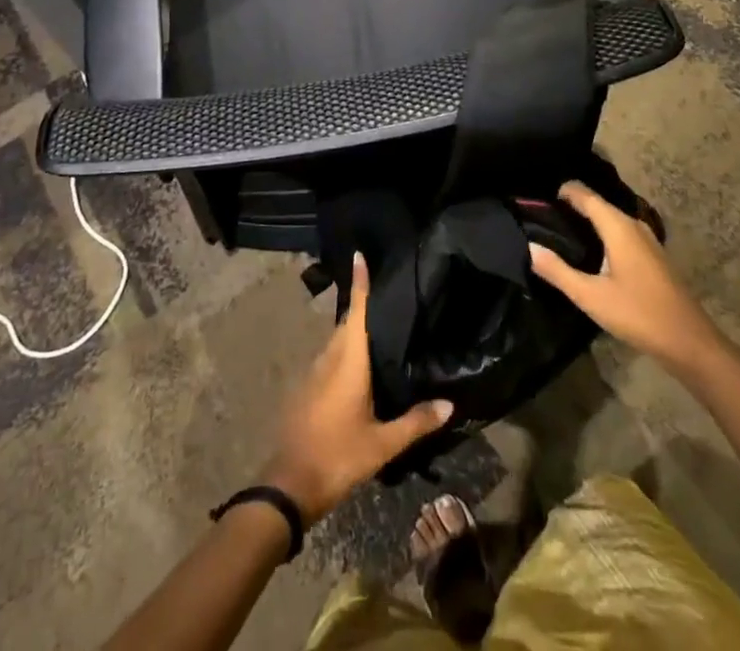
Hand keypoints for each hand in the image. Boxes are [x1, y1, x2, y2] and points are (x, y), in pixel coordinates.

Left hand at [263, 254, 452, 522]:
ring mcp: (314, 371)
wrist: (289, 484)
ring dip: (355, 332)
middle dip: (363, 306)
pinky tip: (360, 367)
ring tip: (381, 331)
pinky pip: (330, 358)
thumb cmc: (339, 455)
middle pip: (348, 322)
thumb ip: (416, 422)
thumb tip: (450, 404)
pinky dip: (345, 352)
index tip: (360, 254)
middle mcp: (329, 356)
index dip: (359, 281)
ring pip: (338, 341)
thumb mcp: (383, 444)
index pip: (356, 309)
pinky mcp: (306, 387)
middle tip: (389, 297)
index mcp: (348, 359)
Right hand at [529, 181, 728, 378]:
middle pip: (598, 205)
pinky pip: (621, 232)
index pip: (585, 195)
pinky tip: (591, 252)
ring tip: (561, 231)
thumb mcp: (591, 296)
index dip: (563, 191)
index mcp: (618, 227)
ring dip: (588, 221)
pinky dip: (602, 234)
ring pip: (611, 220)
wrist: (689, 342)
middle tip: (543, 215)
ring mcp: (647, 240)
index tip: (538, 197)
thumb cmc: (638, 314)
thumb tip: (529, 247)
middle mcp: (633, 225)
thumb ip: (558, 271)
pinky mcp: (652, 256)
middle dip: (572, 206)